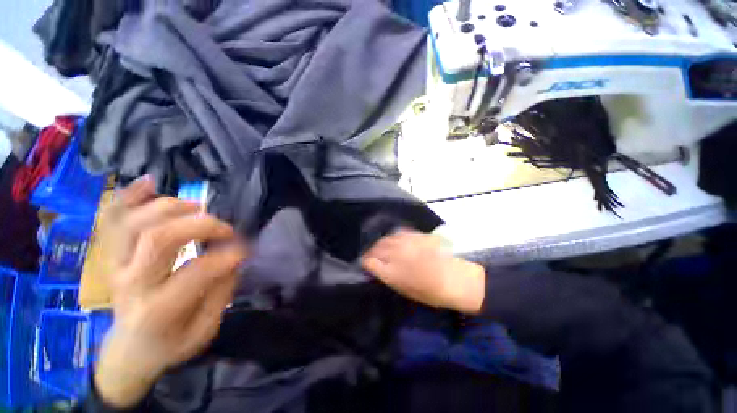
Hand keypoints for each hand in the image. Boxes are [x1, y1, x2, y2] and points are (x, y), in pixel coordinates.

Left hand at [94, 180, 247, 407]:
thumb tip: (235, 259)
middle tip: (225, 229)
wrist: (129, 351)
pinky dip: (129, 196)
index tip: (247, 250)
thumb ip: (221, 293)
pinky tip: (150, 182)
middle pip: (159, 239)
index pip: (196, 272)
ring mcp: (116, 266)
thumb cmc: (170, 344)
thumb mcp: (205, 330)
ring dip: (170, 207)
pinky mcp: (112, 256)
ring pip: (134, 223)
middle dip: (202, 225)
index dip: (229, 255)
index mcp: (158, 310)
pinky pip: (112, 219)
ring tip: (197, 208)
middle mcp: (131, 282)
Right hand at [361, 230, 484, 314]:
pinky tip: (394, 241)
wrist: (454, 279)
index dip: (365, 261)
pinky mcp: (415, 235)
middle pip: (376, 248)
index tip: (365, 263)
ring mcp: (406, 242)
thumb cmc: (428, 291)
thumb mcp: (403, 289)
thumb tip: (374, 266)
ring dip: (381, 243)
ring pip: (386, 238)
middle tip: (371, 256)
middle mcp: (396, 254)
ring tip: (381, 248)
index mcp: (392, 272)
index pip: (369, 261)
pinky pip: (398, 233)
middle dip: (371, 251)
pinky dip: (392, 237)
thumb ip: (385, 275)